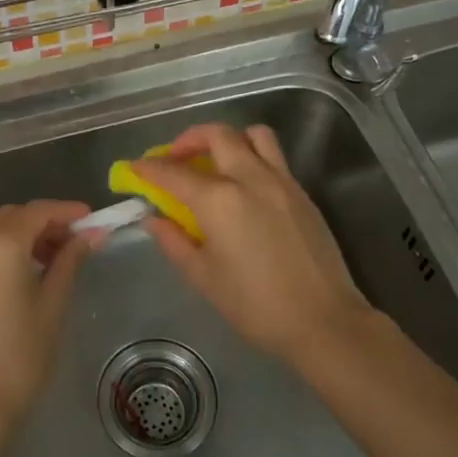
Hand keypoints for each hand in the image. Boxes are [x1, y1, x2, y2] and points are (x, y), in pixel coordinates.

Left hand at [0, 201, 92, 440]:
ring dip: (23, 234)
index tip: (93, 219)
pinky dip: (2, 247)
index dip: (68, 212)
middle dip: (46, 223)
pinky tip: (23, 270)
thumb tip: (91, 234)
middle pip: (14, 216)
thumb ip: (70, 261)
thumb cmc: (18, 357)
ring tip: (53, 258)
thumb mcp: (52, 305)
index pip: (39, 212)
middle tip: (76, 241)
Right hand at [131, 124, 378, 363]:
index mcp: (219, 200)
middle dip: (189, 140)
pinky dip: (252, 157)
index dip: (149, 168)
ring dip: (228, 139)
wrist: (323, 321)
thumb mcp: (203, 277)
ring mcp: (281, 181)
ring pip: (253, 135)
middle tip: (176, 159)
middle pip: (217, 135)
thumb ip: (174, 241)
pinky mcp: (302, 192)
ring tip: (216, 162)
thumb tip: (154, 219)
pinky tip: (244, 187)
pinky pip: (274, 157)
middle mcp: (250, 178)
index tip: (134, 168)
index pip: (174, 173)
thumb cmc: (255, 306)